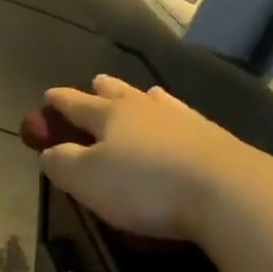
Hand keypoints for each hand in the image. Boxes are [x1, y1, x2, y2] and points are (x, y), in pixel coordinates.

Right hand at [37, 76, 272, 244]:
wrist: (224, 189)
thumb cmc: (144, 186)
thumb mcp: (88, 180)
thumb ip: (62, 163)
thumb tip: (49, 151)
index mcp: (110, 116)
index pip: (77, 104)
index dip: (60, 102)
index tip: (49, 96)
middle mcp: (145, 109)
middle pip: (118, 95)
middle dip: (103, 91)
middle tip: (95, 82)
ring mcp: (182, 119)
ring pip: (153, 101)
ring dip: (141, 97)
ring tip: (140, 92)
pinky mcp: (211, 136)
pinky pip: (182, 115)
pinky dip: (172, 111)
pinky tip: (179, 113)